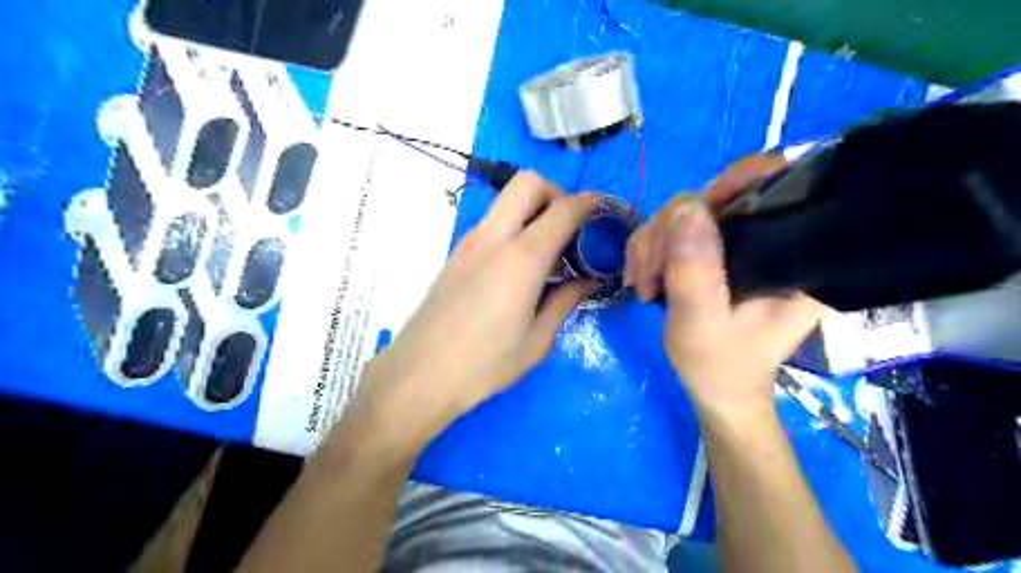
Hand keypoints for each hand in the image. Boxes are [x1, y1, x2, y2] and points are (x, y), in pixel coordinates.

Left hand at [329, 172, 599, 468]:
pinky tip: (519, 265)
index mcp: (521, 258)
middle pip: (527, 183)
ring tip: (547, 248)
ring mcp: (469, 242)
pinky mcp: (455, 254)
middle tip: (568, 227)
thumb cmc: (485, 364)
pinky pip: (491, 222)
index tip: (602, 208)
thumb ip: (566, 300)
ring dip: (532, 209)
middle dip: (555, 193)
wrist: (420, 374)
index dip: (588, 202)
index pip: (562, 210)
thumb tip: (589, 279)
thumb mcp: (537, 339)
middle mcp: (493, 238)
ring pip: (505, 200)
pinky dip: (513, 226)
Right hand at [622, 155, 828, 415]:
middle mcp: (768, 237)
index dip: (733, 183)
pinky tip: (643, 281)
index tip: (690, 217)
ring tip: (645, 288)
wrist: (716, 390)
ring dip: (651, 246)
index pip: (775, 185)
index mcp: (792, 254)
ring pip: (683, 212)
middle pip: (713, 196)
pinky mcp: (711, 250)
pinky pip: (669, 229)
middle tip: (650, 279)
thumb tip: (686, 209)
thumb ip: (696, 273)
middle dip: (668, 233)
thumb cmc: (721, 367)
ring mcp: (736, 241)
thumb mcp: (703, 326)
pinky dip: (647, 251)